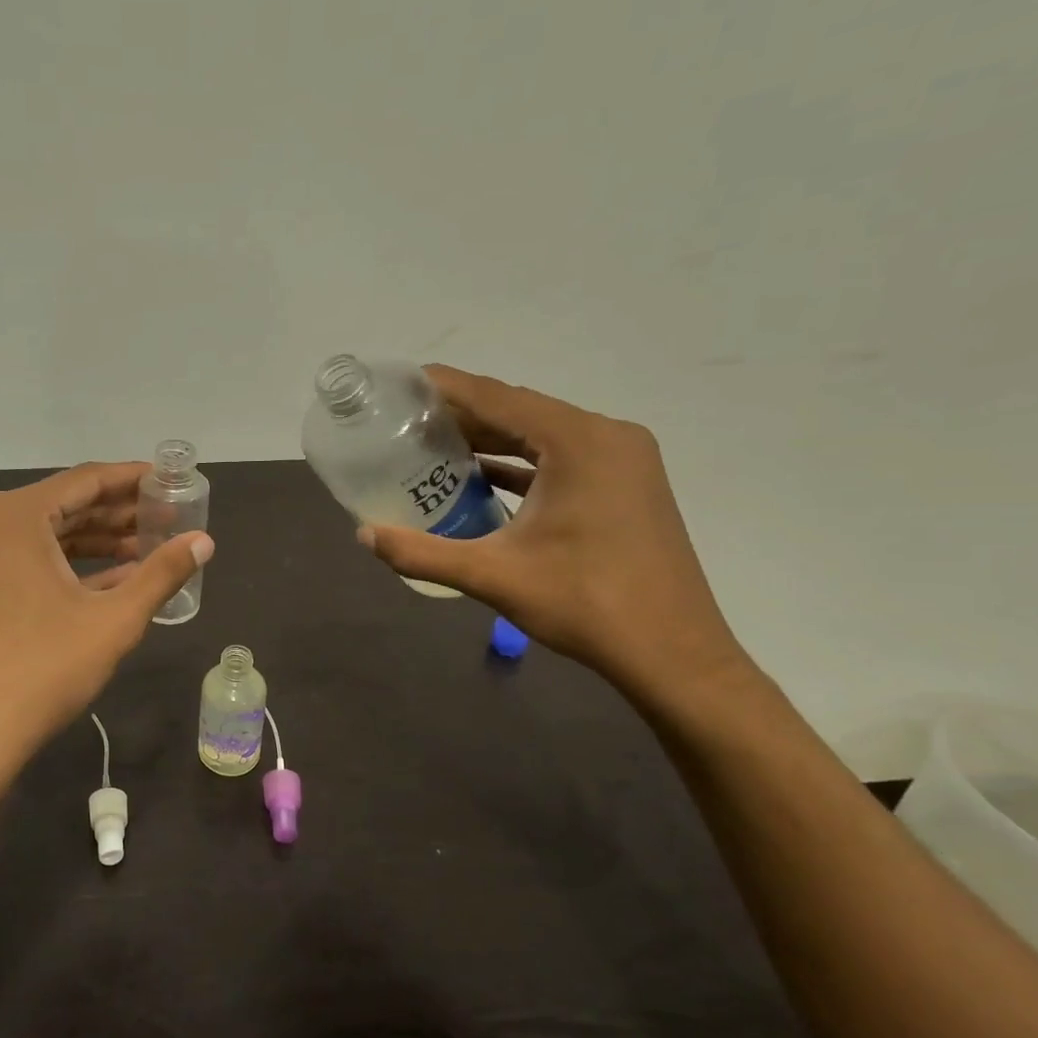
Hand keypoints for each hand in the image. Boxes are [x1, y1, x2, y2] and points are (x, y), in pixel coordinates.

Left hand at [0, 462, 213, 810]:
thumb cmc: (42, 669)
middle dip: (117, 514)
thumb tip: (204, 542)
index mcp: (13, 516)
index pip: (84, 481)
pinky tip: (107, 581)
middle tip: (166, 519)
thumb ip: (162, 573)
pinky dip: (64, 567)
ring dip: (93, 542)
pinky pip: (22, 562)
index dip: (132, 479)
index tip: (169, 481)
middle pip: (62, 506)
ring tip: (145, 549)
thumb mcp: (113, 620)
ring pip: (42, 537)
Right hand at [357, 366, 745, 702]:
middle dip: (463, 415)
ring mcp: (623, 460)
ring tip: (433, 445)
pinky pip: (562, 458)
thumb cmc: (586, 605)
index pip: (498, 398)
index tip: (402, 383)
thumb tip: (364, 537)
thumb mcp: (493, 576)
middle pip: (520, 411)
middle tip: (406, 420)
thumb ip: (422, 553)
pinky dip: (521, 463)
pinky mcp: (626, 485)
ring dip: (491, 439)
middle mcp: (606, 437)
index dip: (446, 388)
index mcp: (579, 442)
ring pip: (541, 435)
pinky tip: (481, 477)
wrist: (672, 654)